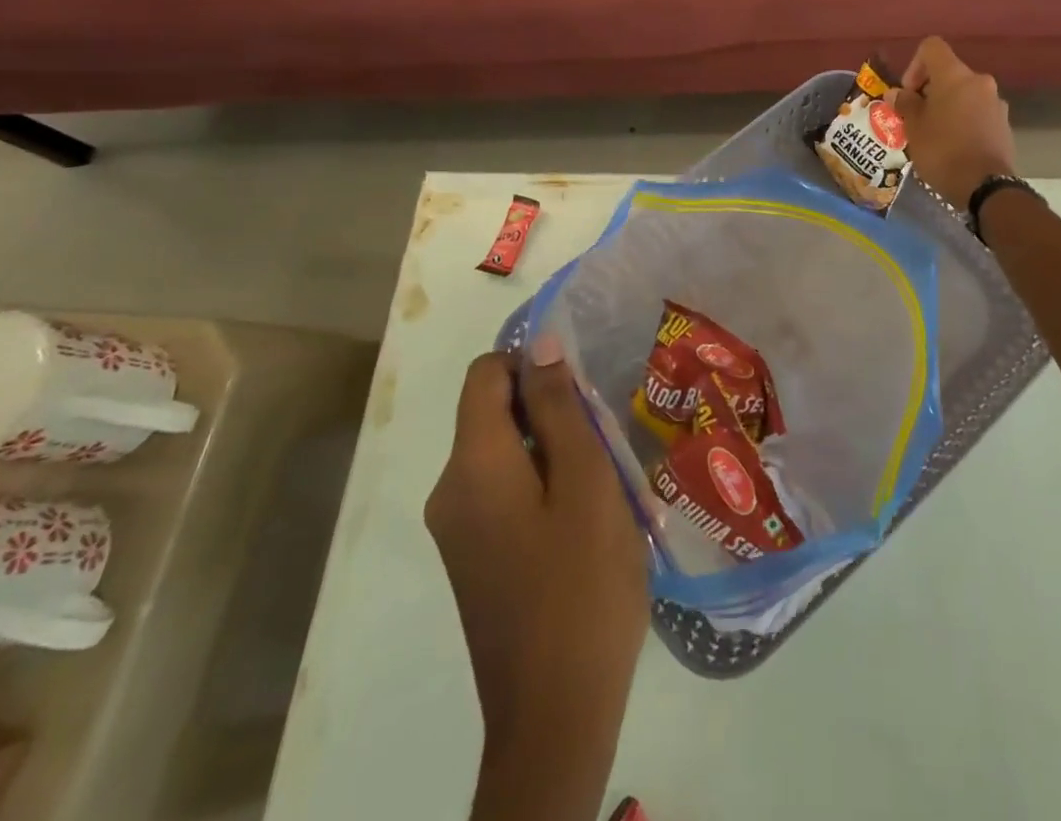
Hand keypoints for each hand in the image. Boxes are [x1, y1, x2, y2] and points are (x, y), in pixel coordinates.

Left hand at [425, 337, 647, 815]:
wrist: (555, 716)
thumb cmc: (581, 587)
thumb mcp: (585, 483)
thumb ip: (559, 408)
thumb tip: (539, 344)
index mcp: (471, 466)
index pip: (485, 375)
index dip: (532, 362)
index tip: (583, 386)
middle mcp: (450, 491)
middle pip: (494, 412)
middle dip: (552, 409)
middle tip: (608, 439)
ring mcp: (459, 531)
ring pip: (506, 453)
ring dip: (556, 449)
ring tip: (609, 479)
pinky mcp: (476, 559)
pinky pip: (506, 492)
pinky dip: (545, 484)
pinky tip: (590, 517)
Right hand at [890, 36, 1017, 209]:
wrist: (985, 186)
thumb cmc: (942, 150)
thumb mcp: (914, 127)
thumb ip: (905, 104)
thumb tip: (898, 93)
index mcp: (955, 75)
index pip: (932, 47)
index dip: (914, 65)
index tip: (909, 93)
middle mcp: (979, 81)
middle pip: (949, 73)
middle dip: (929, 91)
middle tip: (916, 117)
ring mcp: (996, 102)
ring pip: (964, 94)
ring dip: (947, 106)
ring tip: (934, 134)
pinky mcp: (1004, 124)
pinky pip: (977, 112)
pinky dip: (963, 120)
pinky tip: (954, 146)